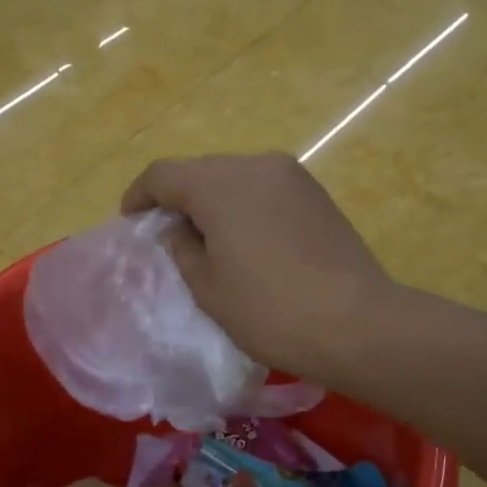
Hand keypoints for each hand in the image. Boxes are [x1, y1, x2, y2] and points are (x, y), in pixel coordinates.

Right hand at [121, 152, 396, 383]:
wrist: (356, 323)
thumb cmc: (270, 311)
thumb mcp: (208, 287)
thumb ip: (182, 248)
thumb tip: (179, 227)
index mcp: (219, 184)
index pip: (163, 174)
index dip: (139, 196)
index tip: (131, 221)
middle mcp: (255, 164)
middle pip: (200, 170)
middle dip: (178, 197)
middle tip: (167, 234)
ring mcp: (290, 175)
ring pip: (234, 176)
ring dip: (213, 200)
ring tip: (208, 238)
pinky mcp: (315, 192)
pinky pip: (264, 187)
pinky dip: (245, 204)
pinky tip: (247, 238)